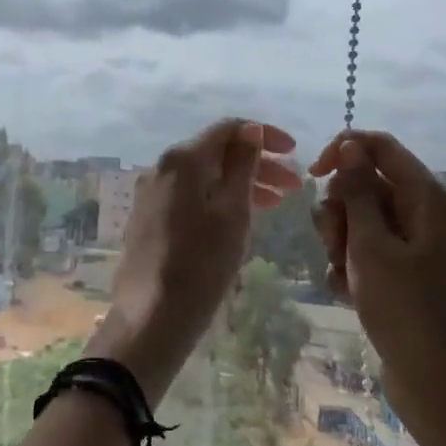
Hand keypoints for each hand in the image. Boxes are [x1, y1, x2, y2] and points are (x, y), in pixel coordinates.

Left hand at [90, 119, 299, 402]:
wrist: (151, 317)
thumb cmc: (201, 264)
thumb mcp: (233, 213)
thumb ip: (243, 167)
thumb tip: (251, 129)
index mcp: (182, 159)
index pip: (228, 129)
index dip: (265, 135)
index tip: (297, 153)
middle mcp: (162, 167)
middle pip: (216, 152)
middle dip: (257, 163)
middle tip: (295, 186)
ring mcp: (152, 192)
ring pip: (204, 175)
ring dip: (241, 183)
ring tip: (276, 204)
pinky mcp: (149, 216)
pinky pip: (190, 194)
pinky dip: (218, 198)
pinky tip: (240, 216)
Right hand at [310, 130, 445, 415]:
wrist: (434, 377)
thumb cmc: (404, 306)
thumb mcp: (371, 245)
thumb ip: (357, 192)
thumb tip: (350, 145)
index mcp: (425, 196)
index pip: (379, 146)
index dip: (343, 151)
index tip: (313, 176)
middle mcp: (422, 211)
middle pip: (365, 183)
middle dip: (339, 209)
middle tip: (336, 242)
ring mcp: (412, 241)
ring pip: (358, 217)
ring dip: (340, 240)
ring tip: (344, 273)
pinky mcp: (402, 268)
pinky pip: (364, 248)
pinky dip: (349, 265)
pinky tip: (348, 292)